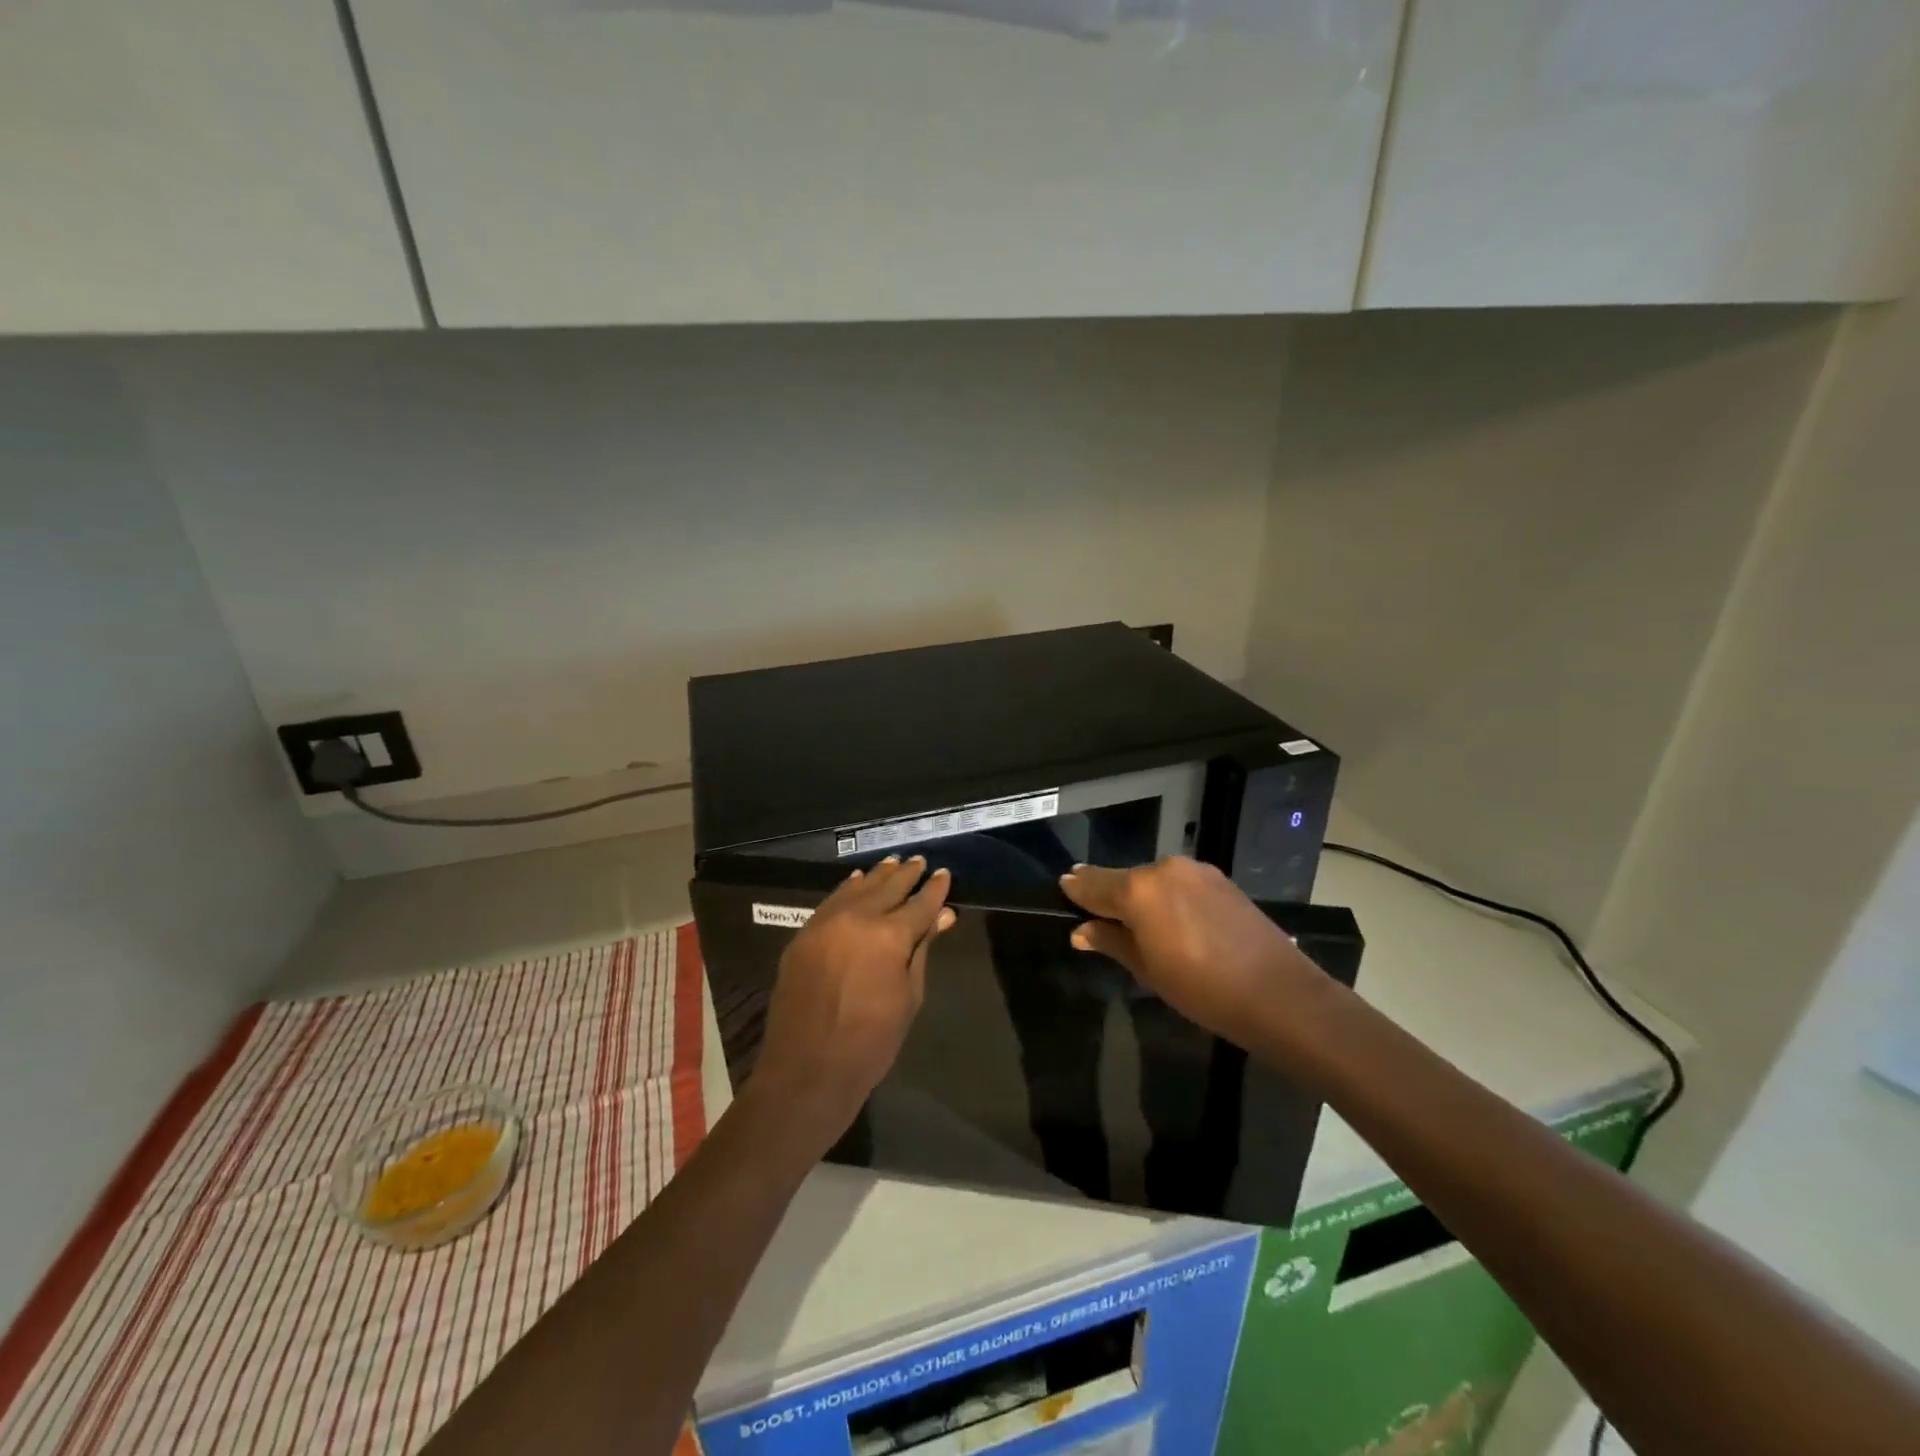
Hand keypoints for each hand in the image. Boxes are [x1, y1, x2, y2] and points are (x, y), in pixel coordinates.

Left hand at [751, 856, 956, 1150]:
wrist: (807, 1070)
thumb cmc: (870, 1043)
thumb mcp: (908, 997)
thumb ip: (922, 950)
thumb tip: (942, 915)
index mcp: (889, 936)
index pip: (920, 904)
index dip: (934, 889)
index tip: (943, 874)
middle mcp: (857, 918)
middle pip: (888, 888)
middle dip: (907, 875)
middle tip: (920, 861)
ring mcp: (825, 924)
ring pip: (857, 889)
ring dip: (878, 876)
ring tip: (893, 864)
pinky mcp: (804, 935)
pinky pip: (831, 901)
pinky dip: (848, 889)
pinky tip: (857, 882)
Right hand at [1060, 857, 1333, 1046]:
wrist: (1277, 993)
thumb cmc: (1201, 988)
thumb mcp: (1147, 970)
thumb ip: (1111, 941)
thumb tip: (1081, 931)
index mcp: (1138, 889)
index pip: (1093, 883)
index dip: (1076, 889)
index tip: (1063, 889)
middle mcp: (1163, 868)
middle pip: (1124, 879)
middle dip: (1110, 895)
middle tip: (1099, 917)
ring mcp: (1195, 870)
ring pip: (1153, 879)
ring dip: (1142, 896)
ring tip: (1140, 925)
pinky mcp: (1220, 879)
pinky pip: (1179, 883)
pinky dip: (1168, 897)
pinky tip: (1175, 922)